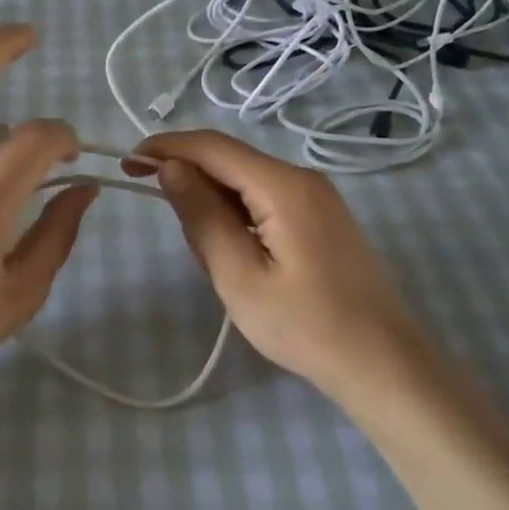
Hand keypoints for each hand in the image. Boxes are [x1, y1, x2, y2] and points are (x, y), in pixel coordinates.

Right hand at [139, 130, 443, 402]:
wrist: (381, 362)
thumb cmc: (304, 325)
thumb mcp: (238, 275)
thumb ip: (202, 215)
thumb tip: (170, 167)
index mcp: (283, 186)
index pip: (212, 147)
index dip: (165, 148)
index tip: (127, 165)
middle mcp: (302, 178)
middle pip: (230, 162)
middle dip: (193, 188)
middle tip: (190, 248)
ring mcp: (316, 197)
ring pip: (246, 184)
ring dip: (216, 210)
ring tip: (220, 267)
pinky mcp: (321, 218)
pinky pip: (265, 202)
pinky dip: (239, 220)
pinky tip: (242, 261)